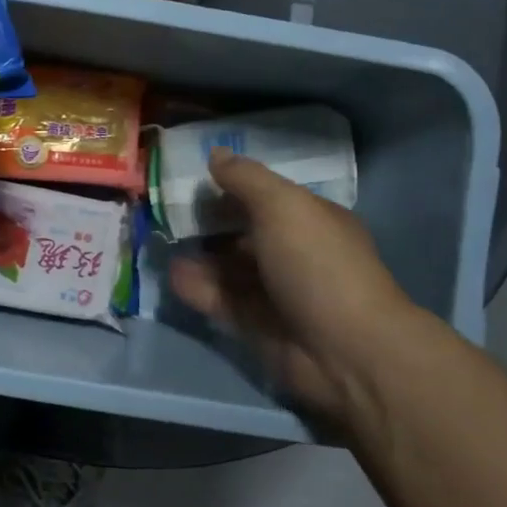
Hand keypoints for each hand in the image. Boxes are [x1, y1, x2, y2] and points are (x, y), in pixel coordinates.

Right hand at [168, 148, 419, 423]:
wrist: (345, 352)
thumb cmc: (317, 265)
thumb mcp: (282, 206)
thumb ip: (245, 179)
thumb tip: (216, 154)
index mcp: (311, 221)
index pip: (267, 197)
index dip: (232, 187)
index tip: (193, 179)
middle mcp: (295, 254)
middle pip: (244, 233)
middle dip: (209, 223)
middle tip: (167, 212)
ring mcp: (276, 293)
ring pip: (229, 268)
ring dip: (198, 257)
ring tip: (161, 243)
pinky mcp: (257, 326)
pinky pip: (221, 300)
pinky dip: (197, 288)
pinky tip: (172, 275)